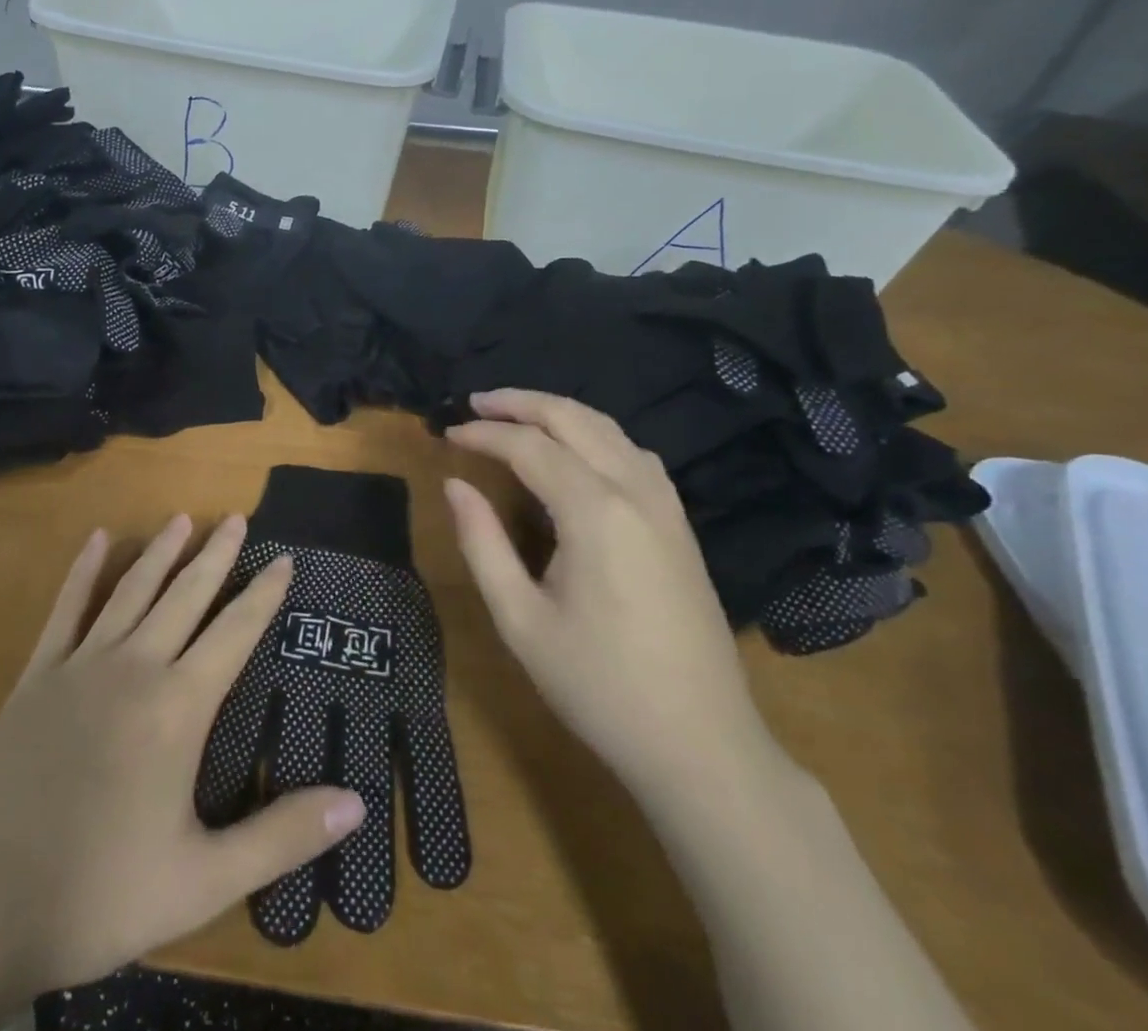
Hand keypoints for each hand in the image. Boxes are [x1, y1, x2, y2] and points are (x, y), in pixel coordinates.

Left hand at [0, 516, 365, 1030]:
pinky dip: (83, 571)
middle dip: (216, 555)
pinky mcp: (36, 676)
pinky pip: (66, 609)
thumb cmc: (94, 895)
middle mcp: (134, 667)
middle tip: (236, 517)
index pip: (235, 633)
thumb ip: (280, 837)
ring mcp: (80, 665)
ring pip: (132, 591)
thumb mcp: (200, 881)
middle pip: (186, 596)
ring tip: (183, 518)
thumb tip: (358, 803)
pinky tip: (96, 539)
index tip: (284, 558)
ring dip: (160, 552)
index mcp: (177, 707)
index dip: (263, 594)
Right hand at [443, 389, 785, 799]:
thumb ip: (482, 544)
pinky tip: (576, 451)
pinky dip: (595, 434)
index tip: (446, 434)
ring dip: (559, 412)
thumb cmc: (599, 686)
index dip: (483, 433)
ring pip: (609, 429)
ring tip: (515, 415)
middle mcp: (635, 492)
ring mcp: (666, 506)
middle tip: (475, 402)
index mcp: (594, 512)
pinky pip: (634, 453)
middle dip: (520, 402)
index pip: (528, 446)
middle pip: (573, 418)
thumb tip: (455, 485)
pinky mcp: (680, 524)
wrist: (702, 746)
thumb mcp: (520, 620)